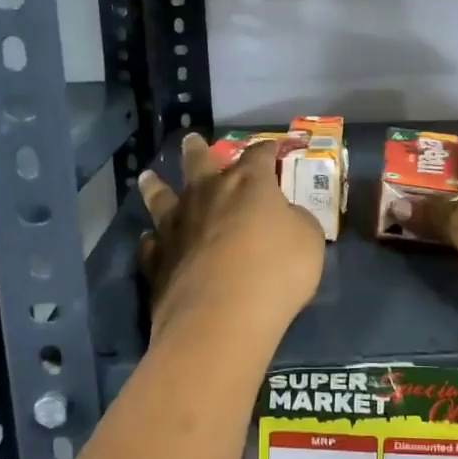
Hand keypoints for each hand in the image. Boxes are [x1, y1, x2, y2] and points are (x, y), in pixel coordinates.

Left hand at [137, 133, 324, 341]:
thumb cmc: (275, 272)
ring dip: (155, 185)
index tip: (272, 147)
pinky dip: (152, 239)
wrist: (220, 318)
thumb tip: (286, 216)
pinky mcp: (157, 260)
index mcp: (248, 184)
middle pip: (198, 162)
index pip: (259, 155)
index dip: (267, 149)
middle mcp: (207, 194)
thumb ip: (297, 221)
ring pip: (161, 197)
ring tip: (148, 177)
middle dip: (197, 149)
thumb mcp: (309, 241)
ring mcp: (176, 226)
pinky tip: (151, 239)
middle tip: (191, 139)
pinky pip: (151, 243)